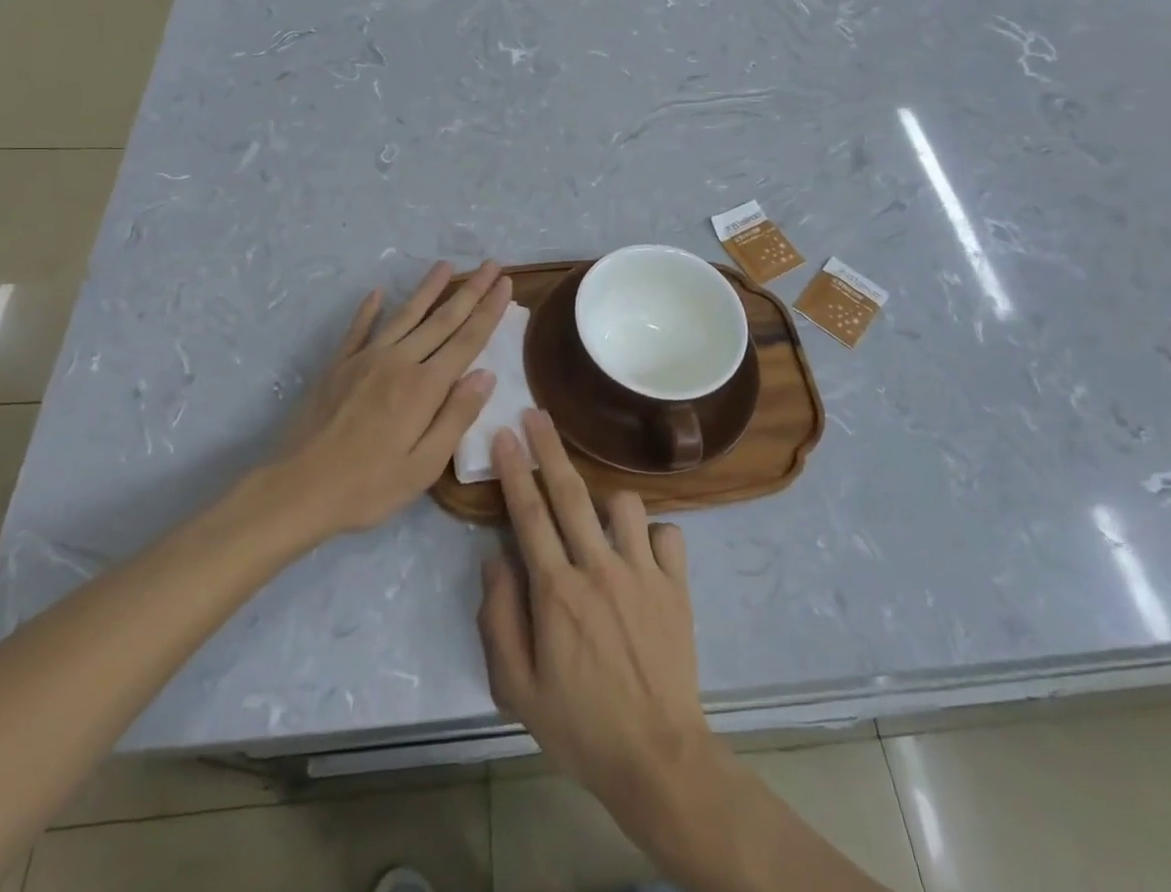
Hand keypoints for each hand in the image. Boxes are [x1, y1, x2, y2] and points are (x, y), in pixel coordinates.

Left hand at [272, 261, 511, 540]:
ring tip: (446, 265)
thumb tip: (486, 374)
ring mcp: (365, 358)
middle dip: (471, 290)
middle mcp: (399, 361)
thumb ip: (456, 416)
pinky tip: (378, 292)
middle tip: (492, 265)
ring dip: (428, 288)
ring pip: (405, 314)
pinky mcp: (338, 365)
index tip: (506, 284)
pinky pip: (359, 329)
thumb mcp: (424, 466)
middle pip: (442, 319)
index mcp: (424, 386)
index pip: (467, 340)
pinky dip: (369, 309)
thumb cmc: (368, 486)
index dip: (489, 311)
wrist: (297, 489)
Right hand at [478, 411, 720, 821]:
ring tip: (594, 514)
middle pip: (570, 493)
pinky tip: (640, 550)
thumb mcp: (517, 688)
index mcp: (557, 592)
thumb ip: (499, 619)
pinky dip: (652, 533)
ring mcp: (642, 573)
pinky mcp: (676, 585)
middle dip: (549, 447)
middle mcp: (599, 569)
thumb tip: (495, 560)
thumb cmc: (579, 726)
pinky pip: (667, 532)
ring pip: (623, 504)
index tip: (503, 434)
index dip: (514, 470)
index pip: (528, 515)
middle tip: (535, 413)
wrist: (657, 758)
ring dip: (604, 498)